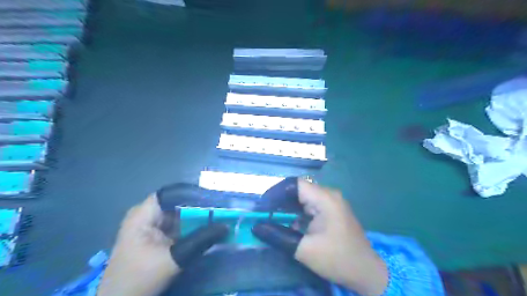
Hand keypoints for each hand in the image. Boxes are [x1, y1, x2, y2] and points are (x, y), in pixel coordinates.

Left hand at [98, 197, 227, 295]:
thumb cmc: (140, 278)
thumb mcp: (174, 258)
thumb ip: (200, 240)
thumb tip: (226, 226)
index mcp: (143, 214)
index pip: (172, 193)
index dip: (193, 194)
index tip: (214, 199)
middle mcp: (146, 215)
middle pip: (177, 203)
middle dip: (199, 206)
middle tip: (220, 209)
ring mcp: (150, 226)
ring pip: (178, 214)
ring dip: (196, 217)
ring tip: (218, 216)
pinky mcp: (155, 237)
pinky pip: (176, 225)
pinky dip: (190, 227)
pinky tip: (206, 229)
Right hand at [253, 181, 387, 295]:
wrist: (366, 272)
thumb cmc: (337, 259)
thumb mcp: (304, 250)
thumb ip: (278, 236)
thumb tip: (256, 226)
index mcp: (325, 199)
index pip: (295, 184)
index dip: (276, 192)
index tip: (262, 207)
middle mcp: (329, 194)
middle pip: (298, 189)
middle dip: (279, 200)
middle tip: (263, 213)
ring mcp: (331, 202)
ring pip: (302, 197)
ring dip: (286, 206)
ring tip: (271, 217)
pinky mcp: (331, 210)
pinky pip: (309, 204)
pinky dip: (296, 212)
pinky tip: (287, 222)